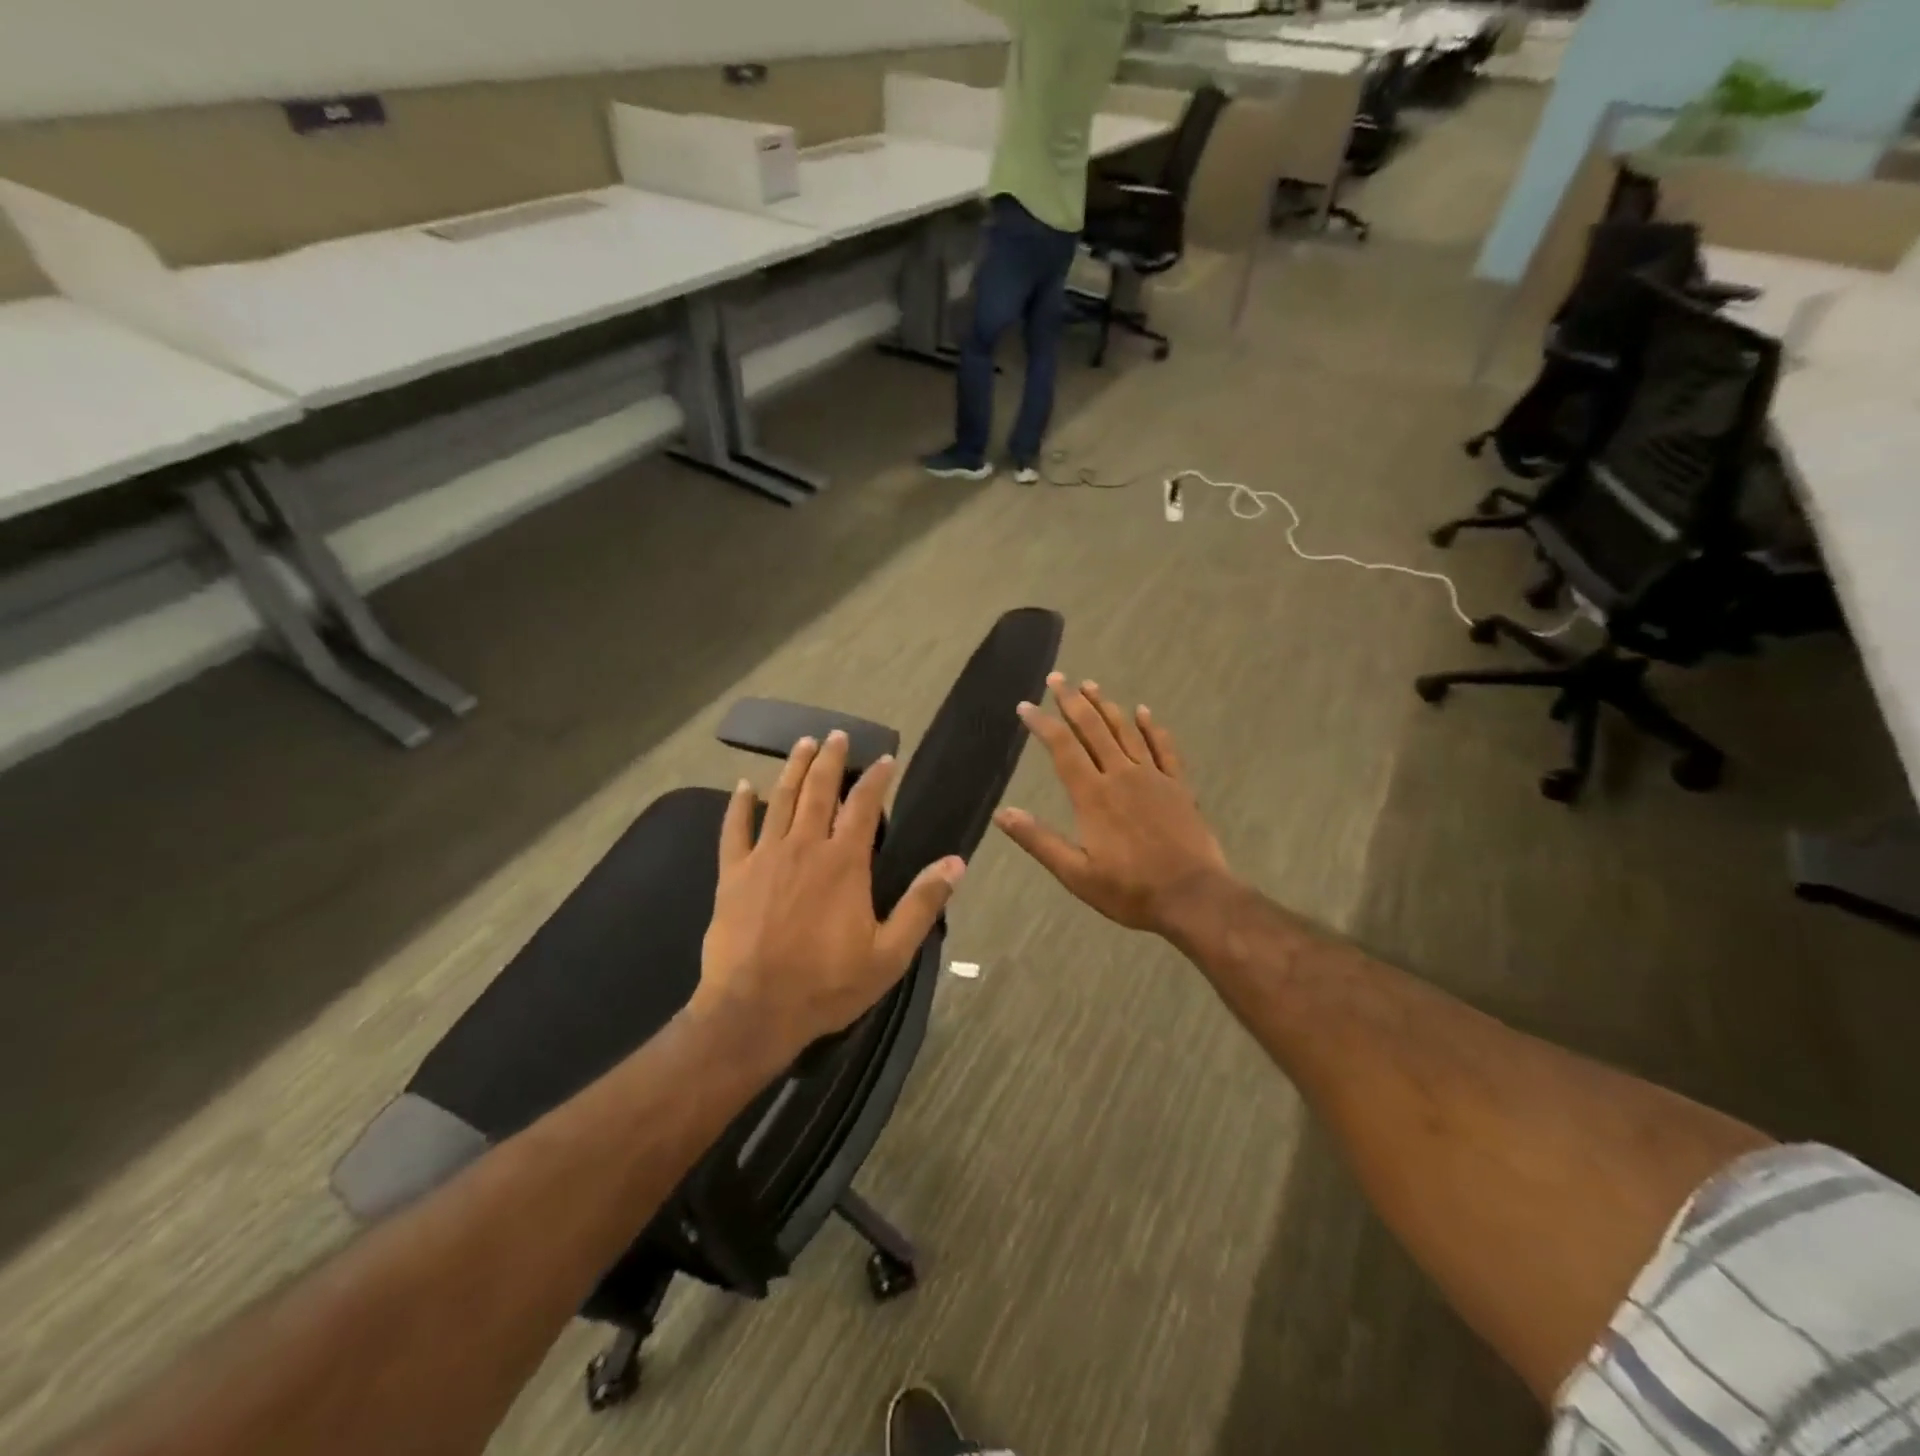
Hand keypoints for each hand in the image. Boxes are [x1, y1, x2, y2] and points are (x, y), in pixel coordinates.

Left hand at [697, 730, 965, 1052]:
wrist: (753, 1010)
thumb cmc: (827, 984)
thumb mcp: (889, 953)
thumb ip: (922, 904)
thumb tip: (957, 863)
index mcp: (844, 862)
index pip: (863, 806)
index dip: (876, 779)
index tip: (886, 759)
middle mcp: (805, 847)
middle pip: (818, 790)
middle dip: (830, 759)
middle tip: (838, 735)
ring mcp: (765, 857)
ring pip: (780, 799)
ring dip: (793, 768)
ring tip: (803, 743)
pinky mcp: (733, 874)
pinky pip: (734, 830)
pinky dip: (738, 805)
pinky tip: (742, 786)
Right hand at [994, 674, 1231, 935]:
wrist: (1193, 896)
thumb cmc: (1130, 890)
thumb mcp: (1076, 874)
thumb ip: (1039, 840)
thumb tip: (1002, 814)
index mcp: (1093, 796)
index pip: (1062, 749)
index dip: (1043, 724)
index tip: (1026, 706)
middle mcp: (1121, 776)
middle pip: (1093, 729)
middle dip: (1072, 702)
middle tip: (1058, 678)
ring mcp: (1153, 778)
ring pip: (1126, 732)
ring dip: (1107, 706)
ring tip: (1091, 685)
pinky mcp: (1179, 786)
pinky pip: (1164, 748)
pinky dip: (1152, 727)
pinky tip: (1144, 711)